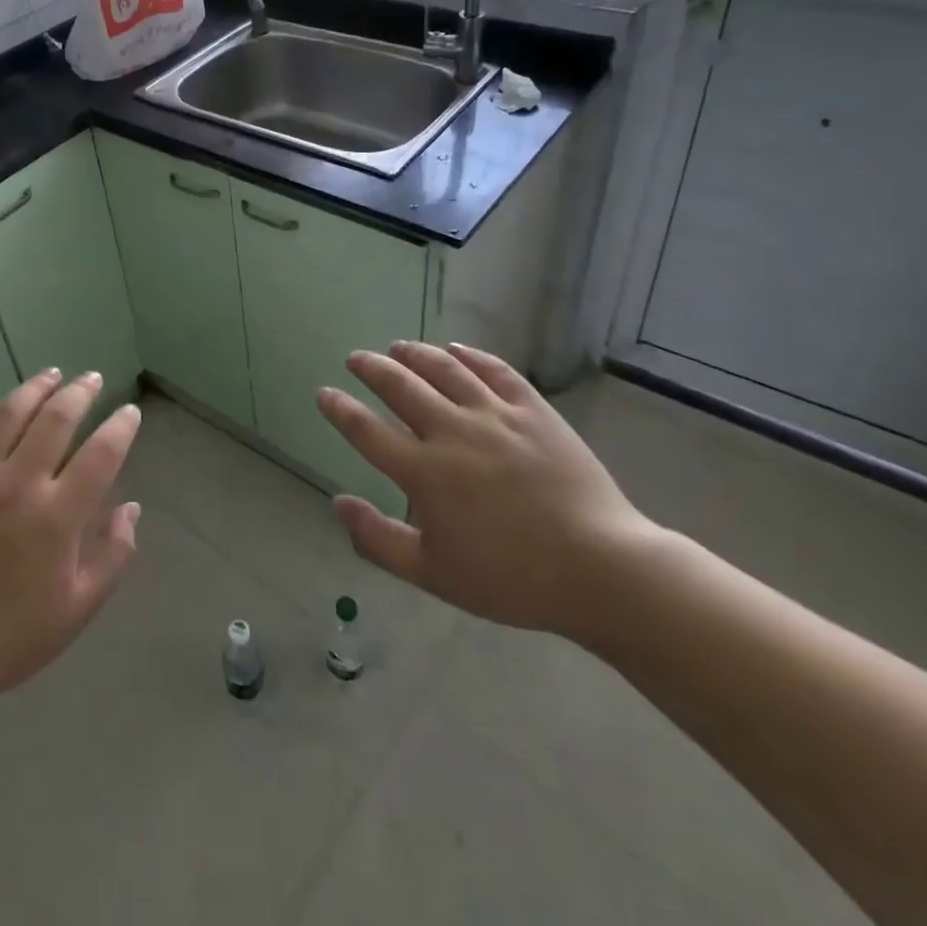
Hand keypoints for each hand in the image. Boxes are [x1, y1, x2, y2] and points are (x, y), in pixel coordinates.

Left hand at [0, 370, 141, 715]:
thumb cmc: (12, 635)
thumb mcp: (78, 608)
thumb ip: (113, 554)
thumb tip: (131, 507)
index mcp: (57, 516)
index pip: (101, 453)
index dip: (121, 426)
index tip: (129, 412)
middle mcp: (18, 484)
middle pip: (55, 418)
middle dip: (80, 392)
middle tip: (91, 380)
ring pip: (8, 413)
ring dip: (34, 388)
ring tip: (51, 375)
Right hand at [317, 341, 658, 640]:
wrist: (601, 569)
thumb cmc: (512, 579)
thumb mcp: (434, 575)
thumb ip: (378, 540)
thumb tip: (337, 504)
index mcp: (425, 473)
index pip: (367, 430)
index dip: (340, 409)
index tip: (325, 393)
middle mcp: (452, 432)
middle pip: (400, 386)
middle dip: (371, 368)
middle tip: (356, 358)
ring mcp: (495, 415)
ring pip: (444, 369)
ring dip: (414, 353)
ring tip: (397, 347)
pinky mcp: (534, 409)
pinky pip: (495, 370)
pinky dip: (470, 355)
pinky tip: (456, 350)